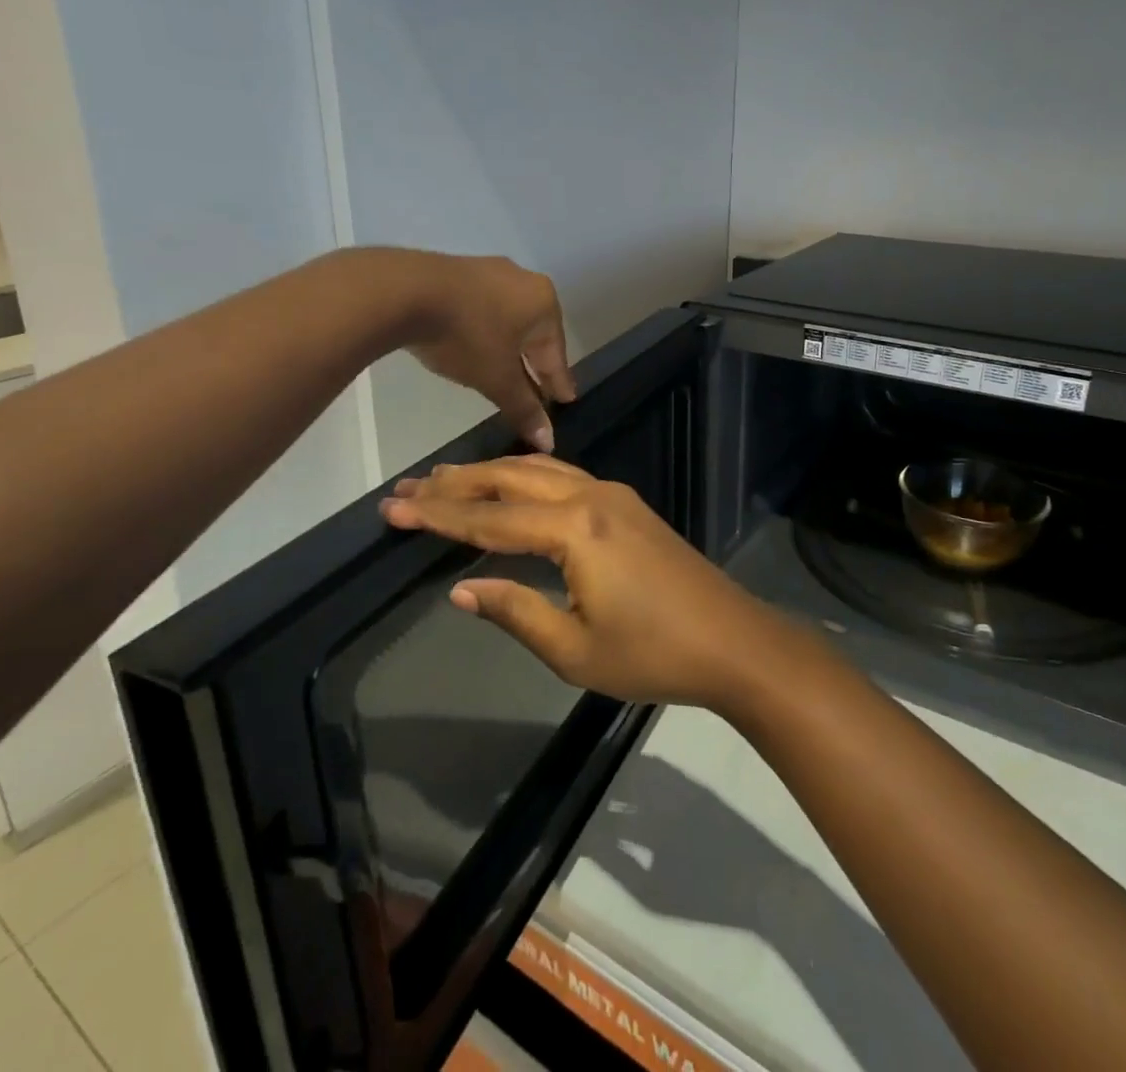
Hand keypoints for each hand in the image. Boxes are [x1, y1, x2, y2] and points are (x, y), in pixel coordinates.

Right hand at [379, 456, 791, 709]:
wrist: (732, 641)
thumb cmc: (653, 655)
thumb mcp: (574, 649)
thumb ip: (515, 611)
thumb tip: (462, 588)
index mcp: (575, 530)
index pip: (491, 518)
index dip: (439, 515)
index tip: (393, 509)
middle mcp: (592, 497)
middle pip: (511, 479)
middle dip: (458, 483)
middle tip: (408, 487)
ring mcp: (614, 496)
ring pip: (540, 471)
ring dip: (492, 474)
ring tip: (446, 479)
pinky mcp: (628, 505)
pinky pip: (565, 477)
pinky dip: (526, 476)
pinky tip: (510, 485)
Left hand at [391, 253, 574, 451]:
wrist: (406, 291)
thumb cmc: (467, 336)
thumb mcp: (497, 379)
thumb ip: (524, 408)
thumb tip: (549, 441)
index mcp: (544, 304)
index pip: (556, 353)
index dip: (558, 382)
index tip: (566, 400)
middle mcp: (525, 282)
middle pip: (534, 334)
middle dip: (534, 364)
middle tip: (539, 390)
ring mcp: (490, 271)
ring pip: (509, 319)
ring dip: (509, 348)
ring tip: (506, 371)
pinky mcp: (460, 270)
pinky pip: (484, 308)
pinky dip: (486, 330)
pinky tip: (478, 345)